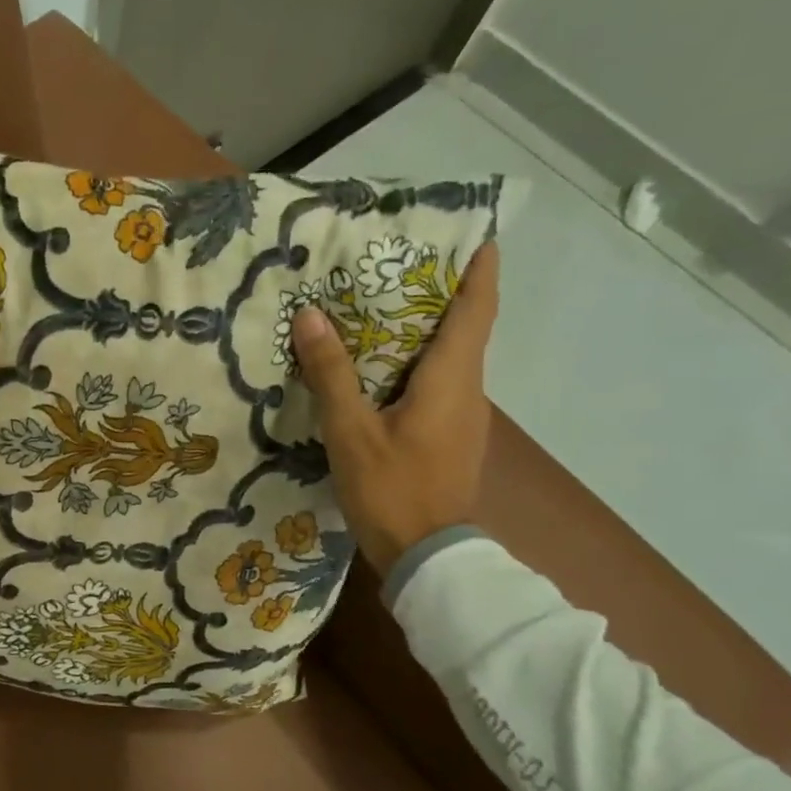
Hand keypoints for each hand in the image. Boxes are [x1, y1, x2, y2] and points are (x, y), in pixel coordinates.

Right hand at [291, 241, 499, 576]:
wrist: (427, 556)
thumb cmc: (391, 488)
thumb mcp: (351, 430)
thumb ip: (332, 373)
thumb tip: (311, 316)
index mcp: (451, 380)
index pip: (477, 310)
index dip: (480, 271)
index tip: (477, 235)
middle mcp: (467, 391)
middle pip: (464, 330)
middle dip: (441, 294)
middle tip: (400, 267)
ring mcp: (463, 418)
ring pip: (449, 360)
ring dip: (425, 332)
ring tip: (381, 313)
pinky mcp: (450, 439)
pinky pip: (438, 386)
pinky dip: (416, 366)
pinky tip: (381, 373)